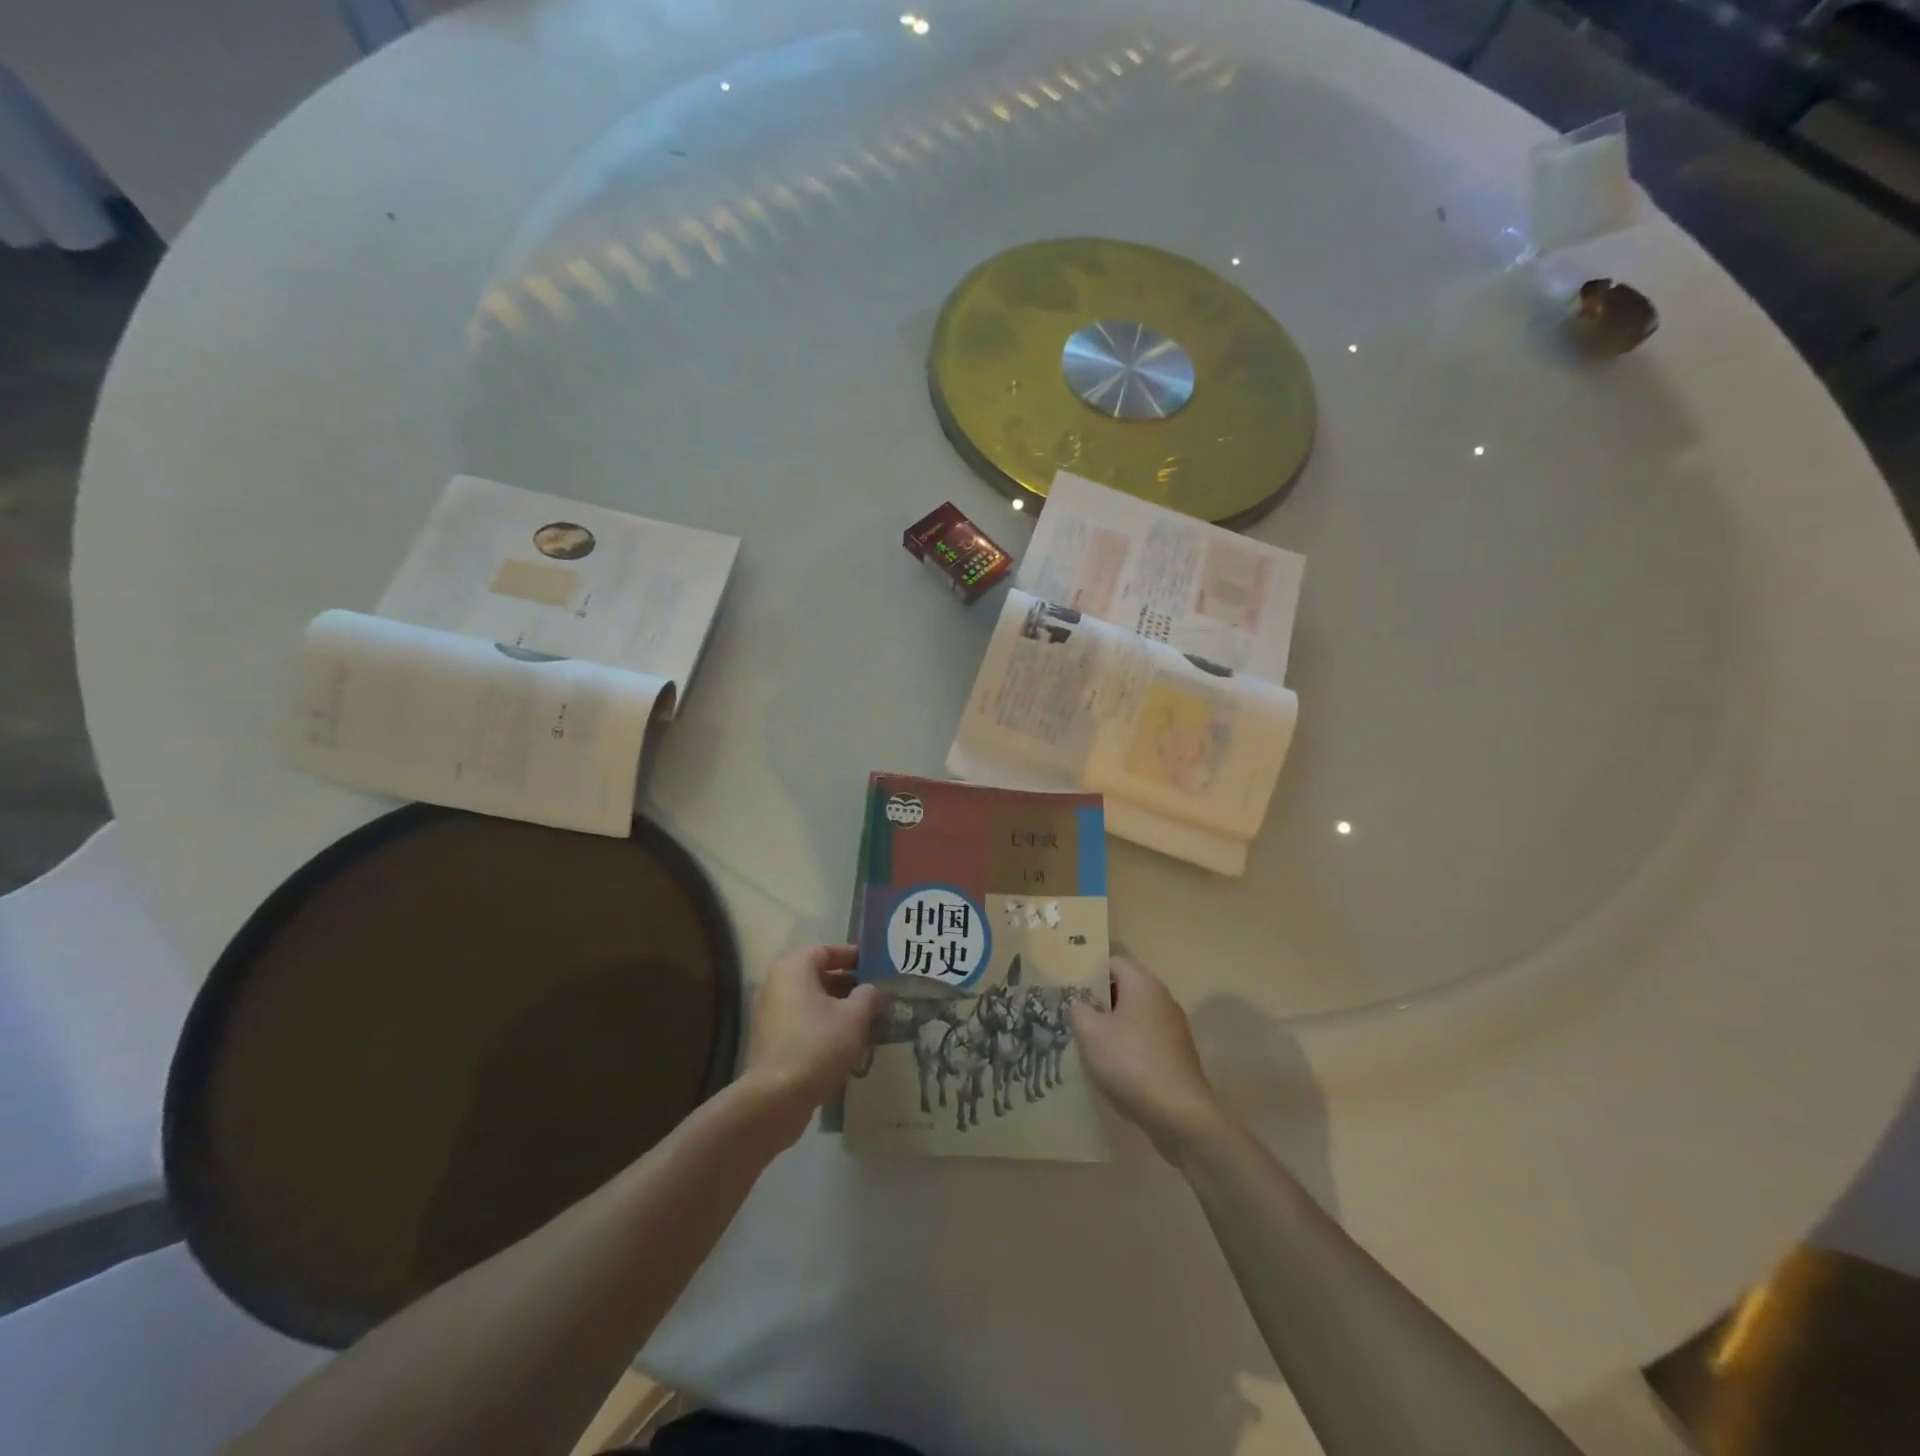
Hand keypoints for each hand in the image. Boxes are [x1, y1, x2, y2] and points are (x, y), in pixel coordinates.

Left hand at [739, 944, 882, 1141]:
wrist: (776, 1097)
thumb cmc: (818, 1044)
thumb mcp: (854, 1017)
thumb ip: (868, 996)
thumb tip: (872, 991)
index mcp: (793, 967)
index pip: (827, 950)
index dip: (853, 956)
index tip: (875, 967)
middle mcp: (776, 983)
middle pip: (817, 975)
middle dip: (847, 985)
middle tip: (875, 996)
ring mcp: (769, 1013)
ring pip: (810, 1001)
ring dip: (836, 1007)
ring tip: (865, 1020)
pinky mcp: (769, 1040)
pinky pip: (801, 1022)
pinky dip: (822, 1025)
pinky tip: (844, 1042)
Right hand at [1069, 956, 1226, 1159]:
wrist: (1180, 1114)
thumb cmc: (1131, 1062)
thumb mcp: (1090, 1033)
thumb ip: (1078, 1010)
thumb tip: (1079, 1004)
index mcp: (1143, 984)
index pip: (1113, 962)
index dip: (1089, 971)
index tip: (1068, 987)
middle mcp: (1162, 998)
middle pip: (1124, 988)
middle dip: (1098, 1000)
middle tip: (1073, 1015)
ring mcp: (1173, 1027)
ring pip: (1135, 1015)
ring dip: (1112, 1024)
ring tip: (1088, 1042)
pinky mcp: (1177, 1053)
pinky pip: (1146, 1038)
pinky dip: (1128, 1045)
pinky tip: (1113, 1066)